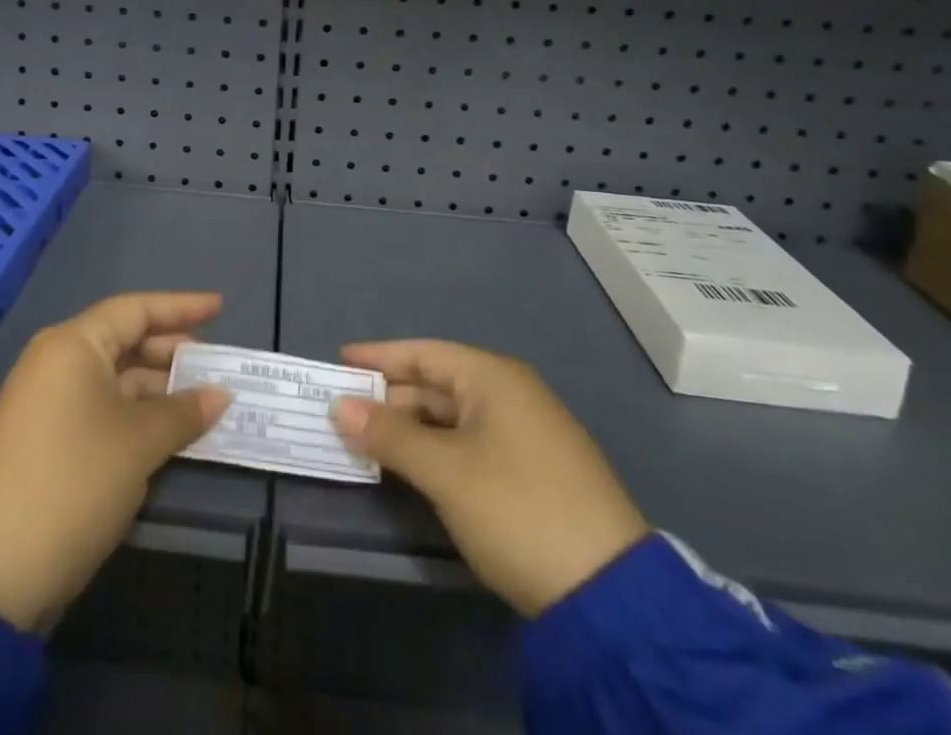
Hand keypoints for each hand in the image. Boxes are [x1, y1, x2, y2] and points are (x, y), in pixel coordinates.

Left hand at [0, 292, 230, 631]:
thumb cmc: (76, 482)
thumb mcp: (140, 443)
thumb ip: (185, 411)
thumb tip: (221, 395)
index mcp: (73, 345)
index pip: (135, 310)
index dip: (181, 307)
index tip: (219, 307)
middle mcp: (55, 361)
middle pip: (124, 341)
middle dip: (171, 353)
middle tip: (214, 368)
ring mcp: (45, 400)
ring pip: (113, 378)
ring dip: (156, 389)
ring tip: (200, 405)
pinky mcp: (43, 437)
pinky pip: (99, 407)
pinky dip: (134, 413)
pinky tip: (165, 432)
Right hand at [331, 340, 647, 618]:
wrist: (611, 596)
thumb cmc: (517, 509)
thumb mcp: (445, 471)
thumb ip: (390, 435)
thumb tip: (340, 406)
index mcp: (493, 378)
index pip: (423, 353)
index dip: (379, 357)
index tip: (339, 362)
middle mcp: (510, 395)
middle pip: (436, 385)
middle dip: (389, 398)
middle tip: (342, 412)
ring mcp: (525, 435)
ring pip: (451, 419)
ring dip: (410, 429)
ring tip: (366, 442)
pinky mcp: (532, 473)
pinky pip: (468, 445)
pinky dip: (435, 451)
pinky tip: (410, 469)